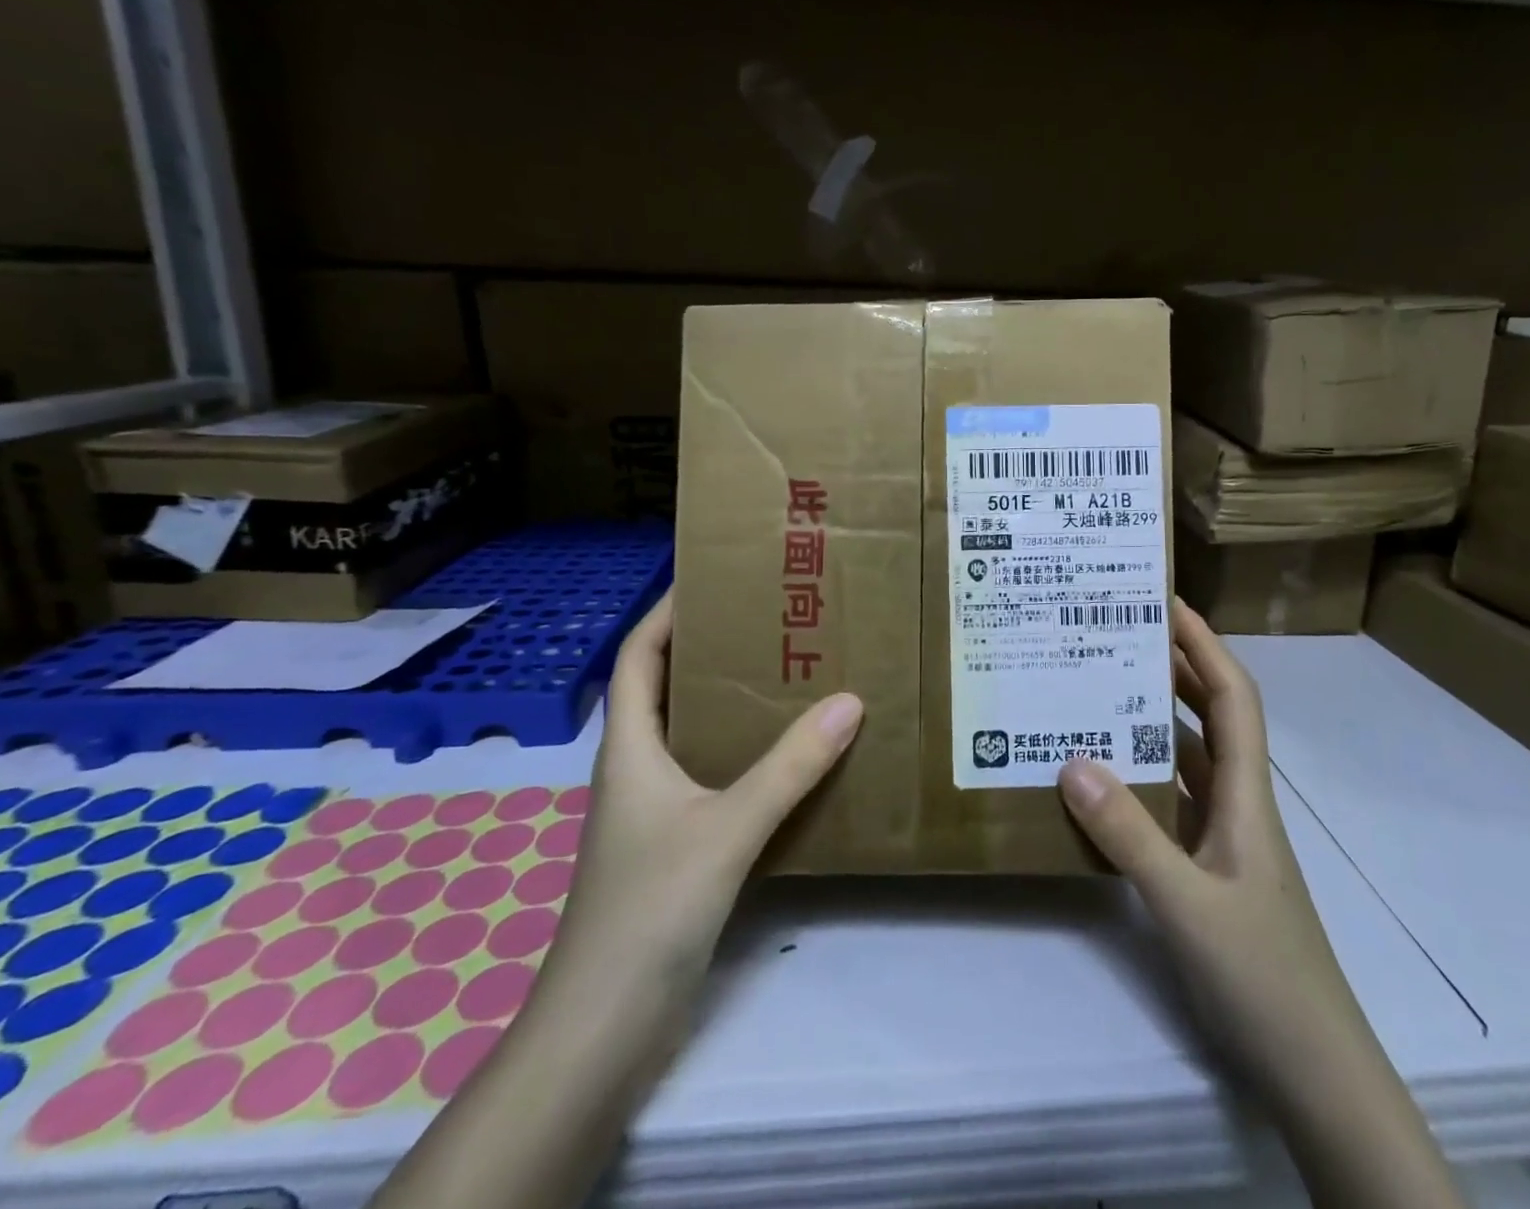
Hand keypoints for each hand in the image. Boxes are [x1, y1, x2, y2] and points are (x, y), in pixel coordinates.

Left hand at [535, 589, 864, 1046]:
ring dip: (730, 704)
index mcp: (631, 748)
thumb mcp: (727, 828)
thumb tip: (849, 701)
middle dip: (709, 651)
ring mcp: (654, 811)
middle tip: (770, 622)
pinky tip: (788, 758)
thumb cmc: (649, 909)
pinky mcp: (675, 846)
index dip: (666, 613)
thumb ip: (790, 767)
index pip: (638, 656)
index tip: (712, 579)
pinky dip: (743, 756)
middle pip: (667, 689)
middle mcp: (638, 769)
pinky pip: (712, 778)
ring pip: (692, 734)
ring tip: (788, 675)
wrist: (603, 1027)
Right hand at [1057, 598, 1345, 1065]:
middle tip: (1118, 634)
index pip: (1232, 697)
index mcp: (1247, 795)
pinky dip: (1142, 777)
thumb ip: (1129, 835)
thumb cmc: (1264, 978)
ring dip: (1153, 721)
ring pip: (1189, 758)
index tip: (1165, 603)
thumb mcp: (1188, 904)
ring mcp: (1225, 839)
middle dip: (1174, 667)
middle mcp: (1239, 804)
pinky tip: (1103, 780)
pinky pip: (1172, 802)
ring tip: (1099, 690)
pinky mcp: (1208, 870)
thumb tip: (1072, 760)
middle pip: (1210, 716)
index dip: (1204, 644)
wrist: (1314, 1073)